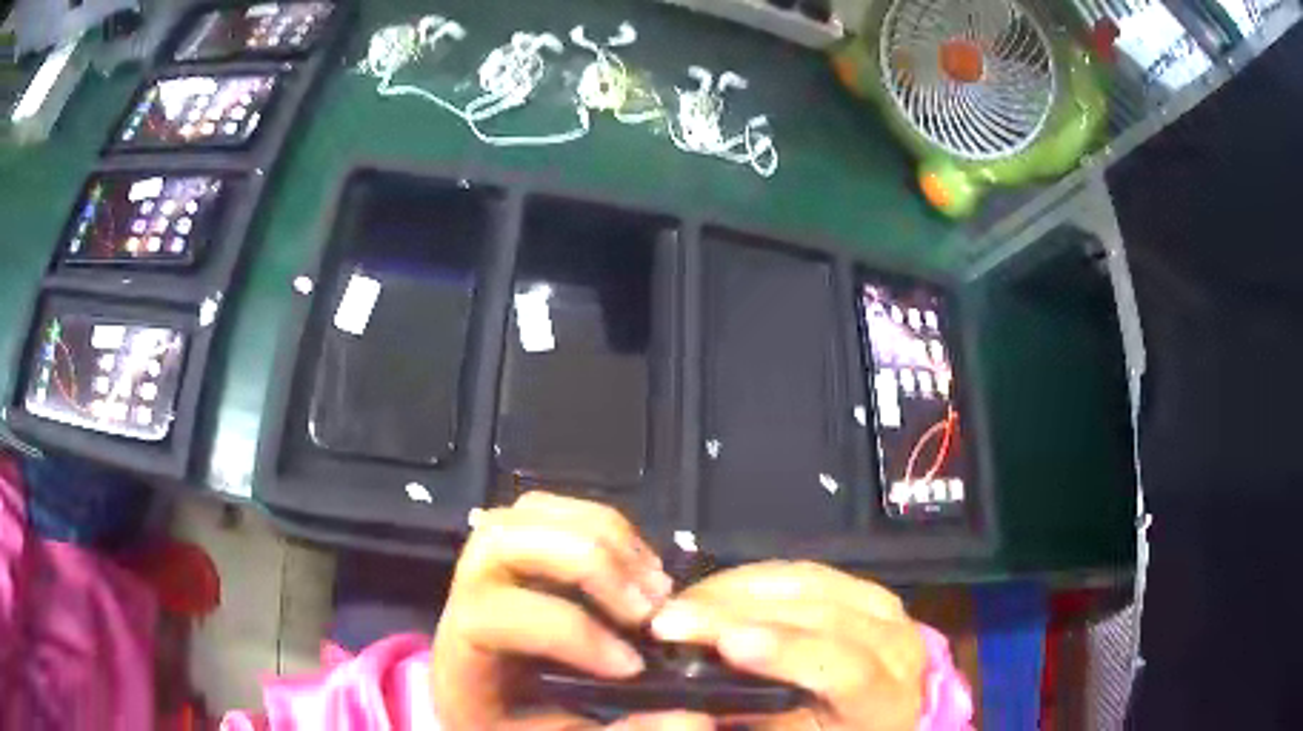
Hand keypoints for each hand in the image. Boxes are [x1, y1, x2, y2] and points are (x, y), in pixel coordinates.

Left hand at [429, 491, 714, 729]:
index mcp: (459, 655)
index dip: (567, 632)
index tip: (631, 665)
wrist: (491, 710)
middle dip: (586, 563)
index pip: (490, 617)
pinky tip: (642, 566)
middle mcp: (464, 597)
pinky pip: (554, 511)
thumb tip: (693, 716)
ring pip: (526, 513)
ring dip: (602, 536)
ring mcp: (489, 565)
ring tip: (653, 583)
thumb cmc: (518, 728)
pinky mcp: (521, 551)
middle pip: (500, 541)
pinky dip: (606, 526)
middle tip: (647, 606)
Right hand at [649, 561, 926, 730]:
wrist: (882, 712)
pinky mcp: (866, 589)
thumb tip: (686, 701)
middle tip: (669, 619)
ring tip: (683, 602)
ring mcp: (885, 610)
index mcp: (886, 700)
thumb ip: (751, 720)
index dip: (789, 653)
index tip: (727, 642)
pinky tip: (717, 587)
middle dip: (736, 614)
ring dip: (737, 590)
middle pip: (820, 619)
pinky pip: (808, 573)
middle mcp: (896, 647)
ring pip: (810, 586)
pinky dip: (756, 578)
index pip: (848, 671)